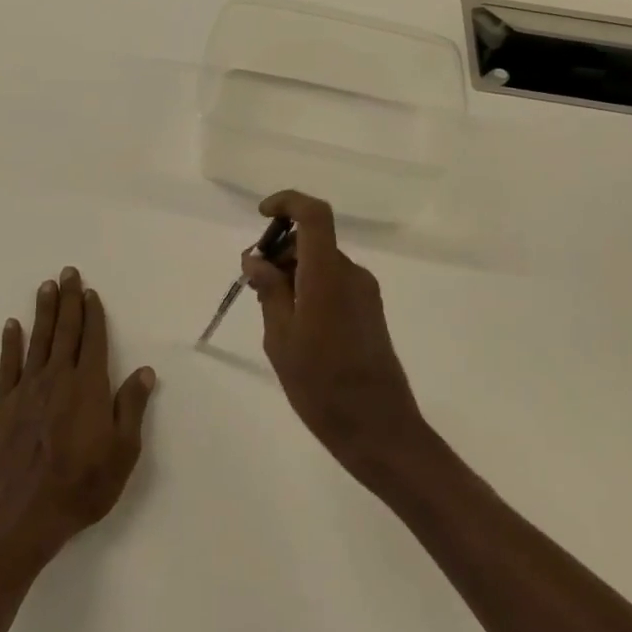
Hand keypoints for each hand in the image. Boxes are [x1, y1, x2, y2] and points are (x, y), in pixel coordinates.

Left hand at [0, 266, 155, 579]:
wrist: (24, 516)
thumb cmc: (82, 486)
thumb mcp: (123, 453)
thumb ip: (131, 407)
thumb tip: (144, 371)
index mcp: (89, 387)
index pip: (93, 340)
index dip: (93, 314)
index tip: (91, 292)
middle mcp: (58, 379)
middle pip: (65, 331)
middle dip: (68, 300)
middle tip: (68, 272)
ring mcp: (27, 390)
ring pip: (38, 341)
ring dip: (43, 312)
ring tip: (46, 286)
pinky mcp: (2, 405)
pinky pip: (7, 366)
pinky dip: (10, 343)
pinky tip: (12, 325)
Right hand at [242, 191, 432, 482]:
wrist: (378, 428)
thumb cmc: (321, 385)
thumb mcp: (280, 338)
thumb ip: (269, 291)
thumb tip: (256, 258)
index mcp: (328, 274)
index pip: (314, 214)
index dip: (287, 203)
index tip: (262, 217)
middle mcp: (352, 274)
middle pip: (314, 241)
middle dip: (280, 251)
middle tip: (253, 285)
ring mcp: (365, 293)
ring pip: (322, 264)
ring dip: (293, 274)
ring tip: (271, 313)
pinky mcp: (370, 312)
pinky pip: (334, 283)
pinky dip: (310, 289)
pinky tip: (296, 327)